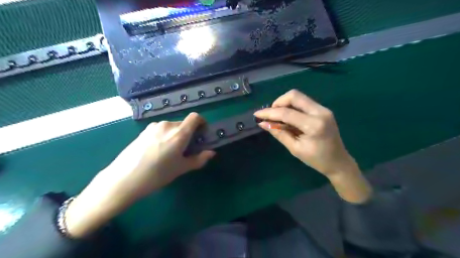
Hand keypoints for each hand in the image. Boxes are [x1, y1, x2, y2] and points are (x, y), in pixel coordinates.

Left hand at [65, 113, 215, 237]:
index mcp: (179, 133)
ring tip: (169, 151)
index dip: (201, 122)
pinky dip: (164, 136)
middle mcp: (167, 125)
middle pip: (183, 123)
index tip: (201, 133)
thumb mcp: (181, 168)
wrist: (124, 179)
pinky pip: (160, 129)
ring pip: (171, 127)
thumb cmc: (157, 174)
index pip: (195, 117)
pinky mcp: (143, 131)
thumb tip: (211, 153)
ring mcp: (153, 127)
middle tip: (186, 148)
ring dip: (175, 135)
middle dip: (188, 133)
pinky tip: (157, 150)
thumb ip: (199, 159)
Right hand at [253, 89, 352, 175]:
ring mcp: (323, 109)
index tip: (257, 114)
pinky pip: (303, 102)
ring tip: (278, 117)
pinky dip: (292, 107)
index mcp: (314, 125)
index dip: (269, 112)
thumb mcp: (295, 148)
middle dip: (278, 102)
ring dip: (285, 104)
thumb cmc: (316, 160)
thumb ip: (279, 133)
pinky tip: (288, 118)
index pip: (287, 113)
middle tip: (271, 115)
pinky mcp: (323, 110)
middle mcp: (320, 112)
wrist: (339, 162)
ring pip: (298, 97)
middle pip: (294, 95)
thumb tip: (263, 123)